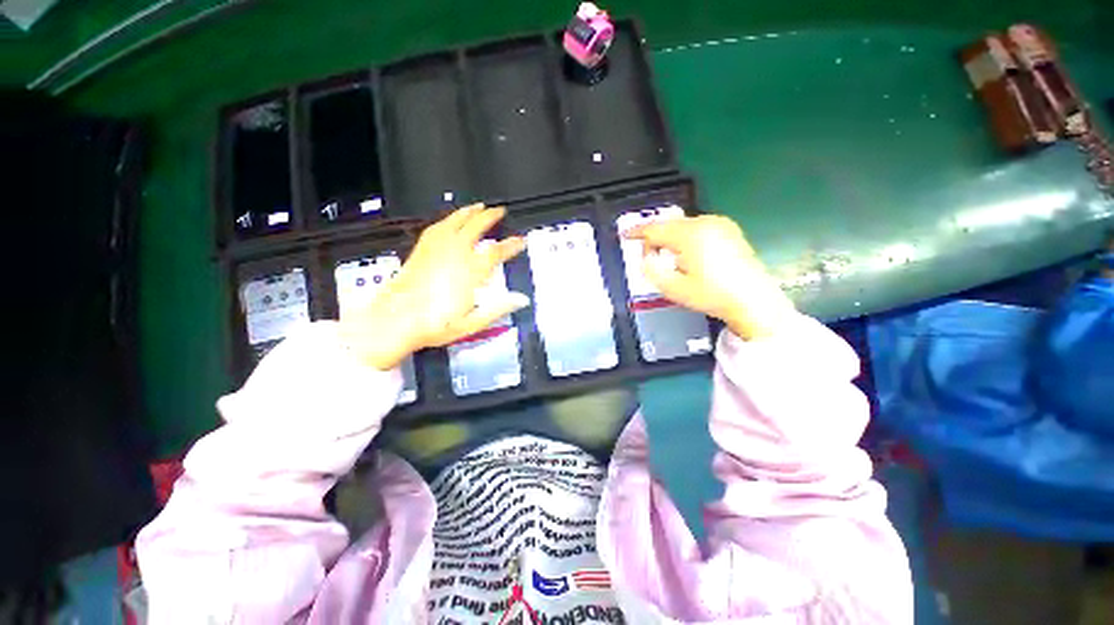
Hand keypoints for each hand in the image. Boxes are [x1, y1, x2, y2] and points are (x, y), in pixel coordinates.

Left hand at [339, 204, 528, 369]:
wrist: (395, 321)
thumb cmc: (435, 325)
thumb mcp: (472, 323)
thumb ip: (499, 309)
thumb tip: (522, 300)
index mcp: (470, 272)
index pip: (496, 252)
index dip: (512, 244)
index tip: (521, 240)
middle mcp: (454, 255)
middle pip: (476, 227)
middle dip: (490, 217)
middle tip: (500, 211)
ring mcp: (436, 250)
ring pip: (455, 222)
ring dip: (469, 212)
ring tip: (478, 206)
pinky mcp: (421, 251)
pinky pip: (437, 228)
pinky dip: (447, 220)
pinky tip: (449, 220)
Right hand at [624, 215, 794, 339]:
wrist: (753, 300)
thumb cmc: (711, 295)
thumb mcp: (674, 288)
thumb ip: (652, 270)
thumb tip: (646, 257)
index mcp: (690, 235)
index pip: (655, 229)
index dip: (637, 232)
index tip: (625, 234)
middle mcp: (705, 223)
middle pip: (669, 224)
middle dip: (655, 237)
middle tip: (648, 254)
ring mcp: (720, 225)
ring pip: (684, 225)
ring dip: (670, 237)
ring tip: (668, 257)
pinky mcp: (730, 230)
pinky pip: (698, 228)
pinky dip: (686, 237)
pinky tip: (687, 254)